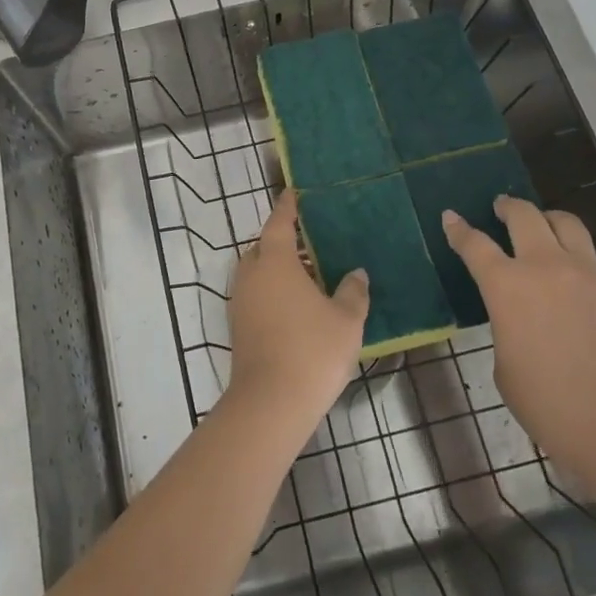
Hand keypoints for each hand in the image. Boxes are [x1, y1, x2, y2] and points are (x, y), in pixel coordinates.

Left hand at [226, 191, 369, 424]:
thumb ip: (353, 291)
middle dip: (283, 241)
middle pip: (264, 247)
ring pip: (258, 273)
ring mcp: (240, 301)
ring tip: (309, 276)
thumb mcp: (346, 319)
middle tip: (311, 242)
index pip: (279, 222)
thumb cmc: (312, 350)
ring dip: (278, 269)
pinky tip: (297, 307)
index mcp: (274, 260)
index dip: (287, 206)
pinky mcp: (238, 326)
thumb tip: (356, 274)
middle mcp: (251, 274)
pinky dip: (273, 291)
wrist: (270, 402)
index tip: (294, 193)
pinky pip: (256, 294)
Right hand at [442, 196, 595, 479]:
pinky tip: (574, 284)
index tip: (451, 217)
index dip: (459, 229)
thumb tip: (521, 316)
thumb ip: (507, 325)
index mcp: (506, 286)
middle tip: (501, 207)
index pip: (474, 244)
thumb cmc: (547, 402)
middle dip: (508, 206)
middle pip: (524, 215)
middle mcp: (545, 267)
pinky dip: (576, 261)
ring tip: (543, 225)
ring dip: (548, 219)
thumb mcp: (505, 362)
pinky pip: (592, 262)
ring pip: (566, 223)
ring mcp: (587, 275)